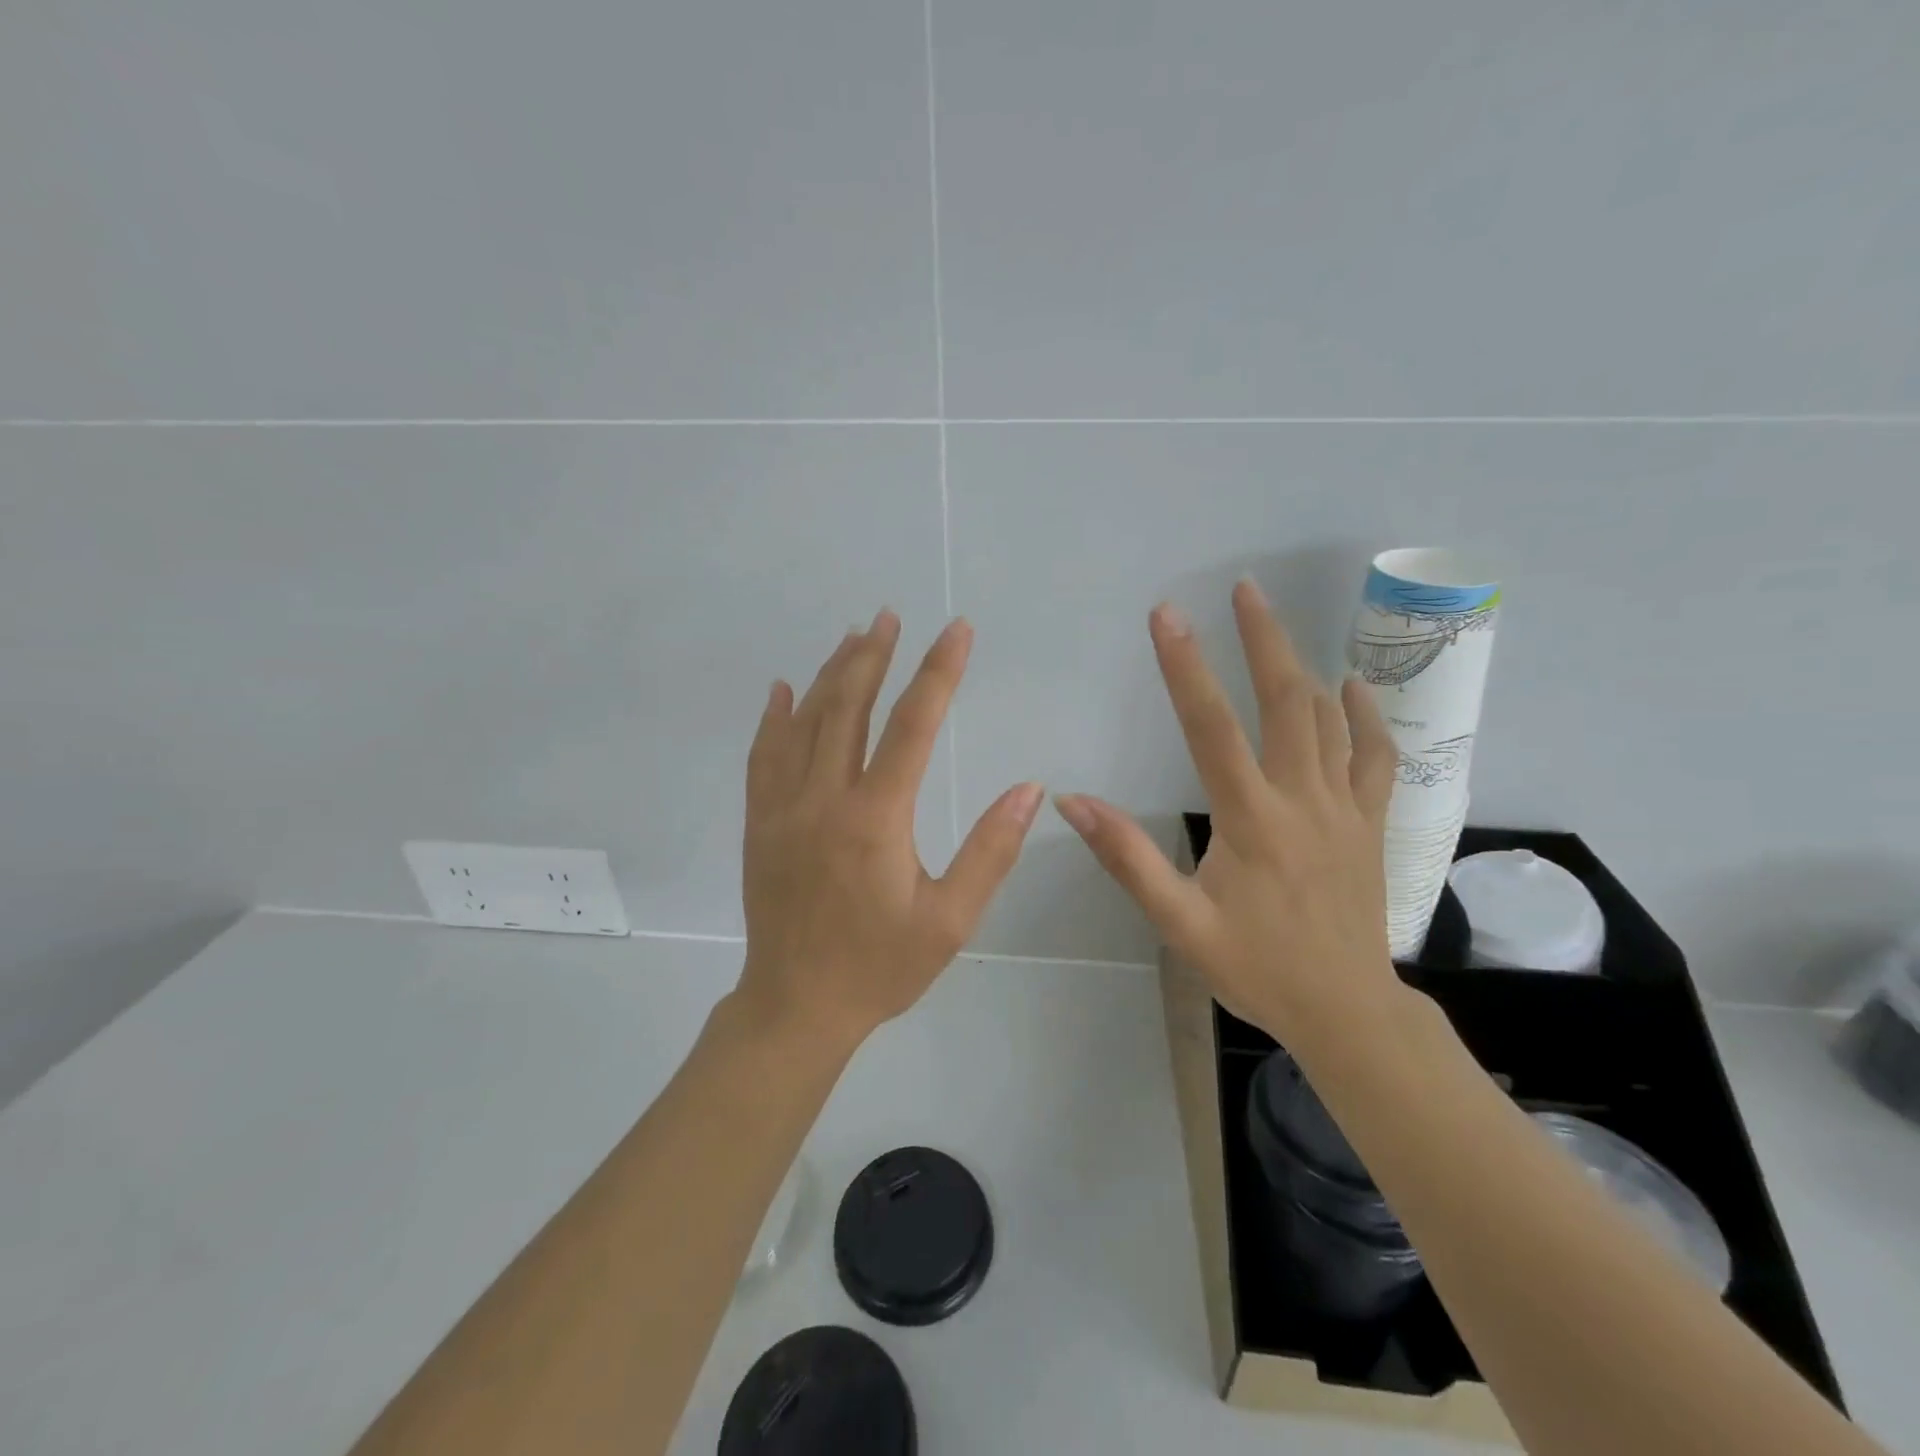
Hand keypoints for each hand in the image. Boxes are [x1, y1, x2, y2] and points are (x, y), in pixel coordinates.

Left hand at [736, 610, 1043, 1048]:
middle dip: (874, 656)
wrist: (796, 1006)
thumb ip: (991, 851)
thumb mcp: (951, 920)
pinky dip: (774, 718)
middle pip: (848, 707)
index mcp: (876, 818)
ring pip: (804, 723)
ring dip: (830, 674)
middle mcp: (823, 799)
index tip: (957, 631)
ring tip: (854, 636)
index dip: (939, 672)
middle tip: (891, 616)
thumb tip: (1030, 789)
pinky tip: (783, 690)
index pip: (913, 726)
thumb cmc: (881, 967)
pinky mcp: (758, 824)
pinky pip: (762, 756)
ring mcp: (782, 808)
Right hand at [1054, 580, 1401, 1045]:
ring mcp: (1345, 807)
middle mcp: (1302, 799)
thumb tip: (1072, 803)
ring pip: (1329, 718)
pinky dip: (1365, 716)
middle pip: (1287, 701)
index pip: (1211, 727)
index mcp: (1251, 820)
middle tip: (1243, 588)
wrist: (1345, 1009)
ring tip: (1276, 622)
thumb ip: (1127, 858)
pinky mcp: (1370, 822)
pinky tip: (1352, 685)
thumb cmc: (1255, 967)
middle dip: (1262, 638)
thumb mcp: (1179, 923)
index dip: (1186, 666)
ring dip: (1303, 664)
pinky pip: (1375, 756)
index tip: (1166, 615)